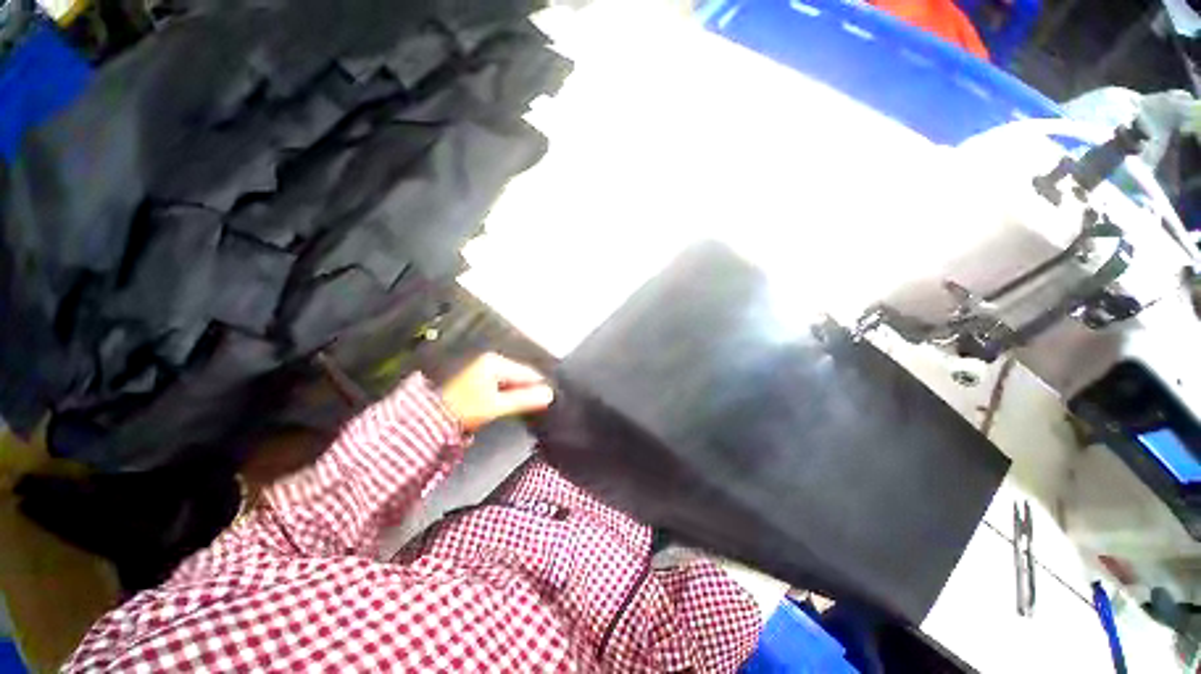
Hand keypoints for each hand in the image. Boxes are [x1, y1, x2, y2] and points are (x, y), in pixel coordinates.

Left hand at [440, 353, 553, 430]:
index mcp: (496, 363)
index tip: (548, 400)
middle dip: (527, 390)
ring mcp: (484, 369)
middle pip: (519, 375)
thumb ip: (525, 399)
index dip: (538, 386)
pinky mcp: (479, 379)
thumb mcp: (498, 405)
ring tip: (521, 408)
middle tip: (536, 407)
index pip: (527, 372)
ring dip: (517, 393)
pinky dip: (507, 394)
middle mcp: (490, 361)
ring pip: (511, 381)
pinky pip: (501, 384)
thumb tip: (548, 394)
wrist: (433, 417)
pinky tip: (507, 405)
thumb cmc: (466, 409)